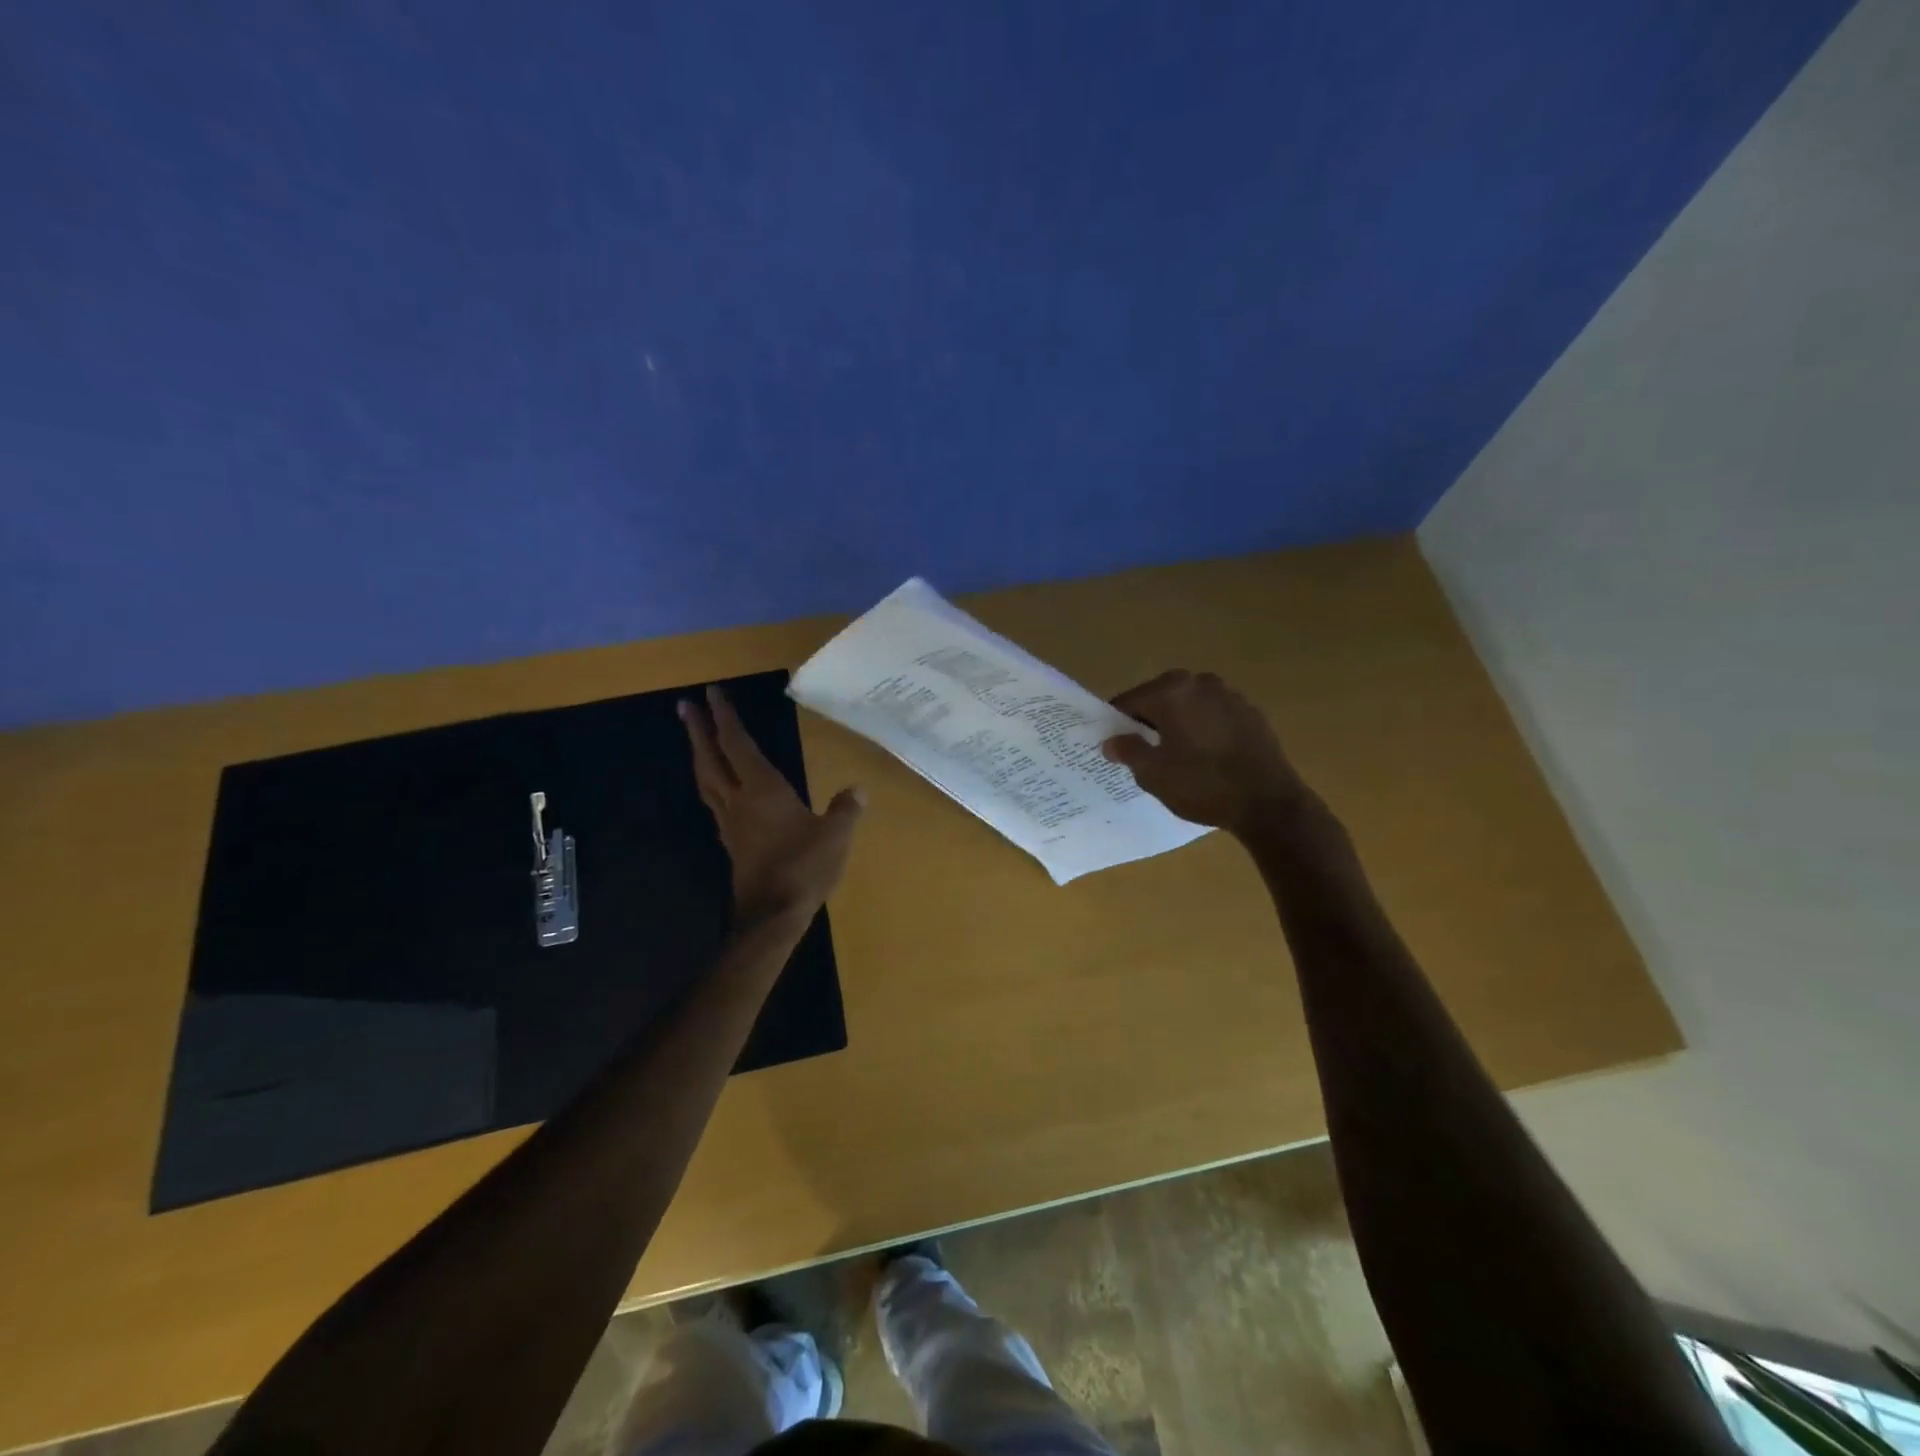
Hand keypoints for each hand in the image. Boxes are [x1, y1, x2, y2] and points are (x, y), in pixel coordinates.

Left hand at [680, 685, 865, 925]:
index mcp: (762, 789)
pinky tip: (718, 789)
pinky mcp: (732, 844)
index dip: (725, 718)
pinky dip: (711, 785)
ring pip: (707, 781)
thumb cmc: (803, 868)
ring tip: (695, 740)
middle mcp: (739, 800)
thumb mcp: (835, 835)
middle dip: (699, 731)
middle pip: (711, 759)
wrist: (772, 915)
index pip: (738, 744)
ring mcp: (731, 824)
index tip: (711, 693)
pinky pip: (714, 804)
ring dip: (699, 756)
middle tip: (685, 706)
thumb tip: (858, 789)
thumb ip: (845, 809)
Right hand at [1100, 670, 1311, 835]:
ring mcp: (1229, 695)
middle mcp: (1200, 682)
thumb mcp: (1153, 774)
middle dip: (1148, 722)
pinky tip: (1205, 757)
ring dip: (1177, 724)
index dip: (1116, 724)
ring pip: (1188, 706)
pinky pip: (1213, 716)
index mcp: (1170, 691)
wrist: (1268, 803)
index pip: (1129, 701)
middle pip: (1159, 698)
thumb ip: (1128, 751)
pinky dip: (1203, 729)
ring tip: (1176, 757)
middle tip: (1143, 753)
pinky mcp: (1251, 713)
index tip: (1114, 746)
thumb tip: (1112, 741)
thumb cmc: (1202, 785)